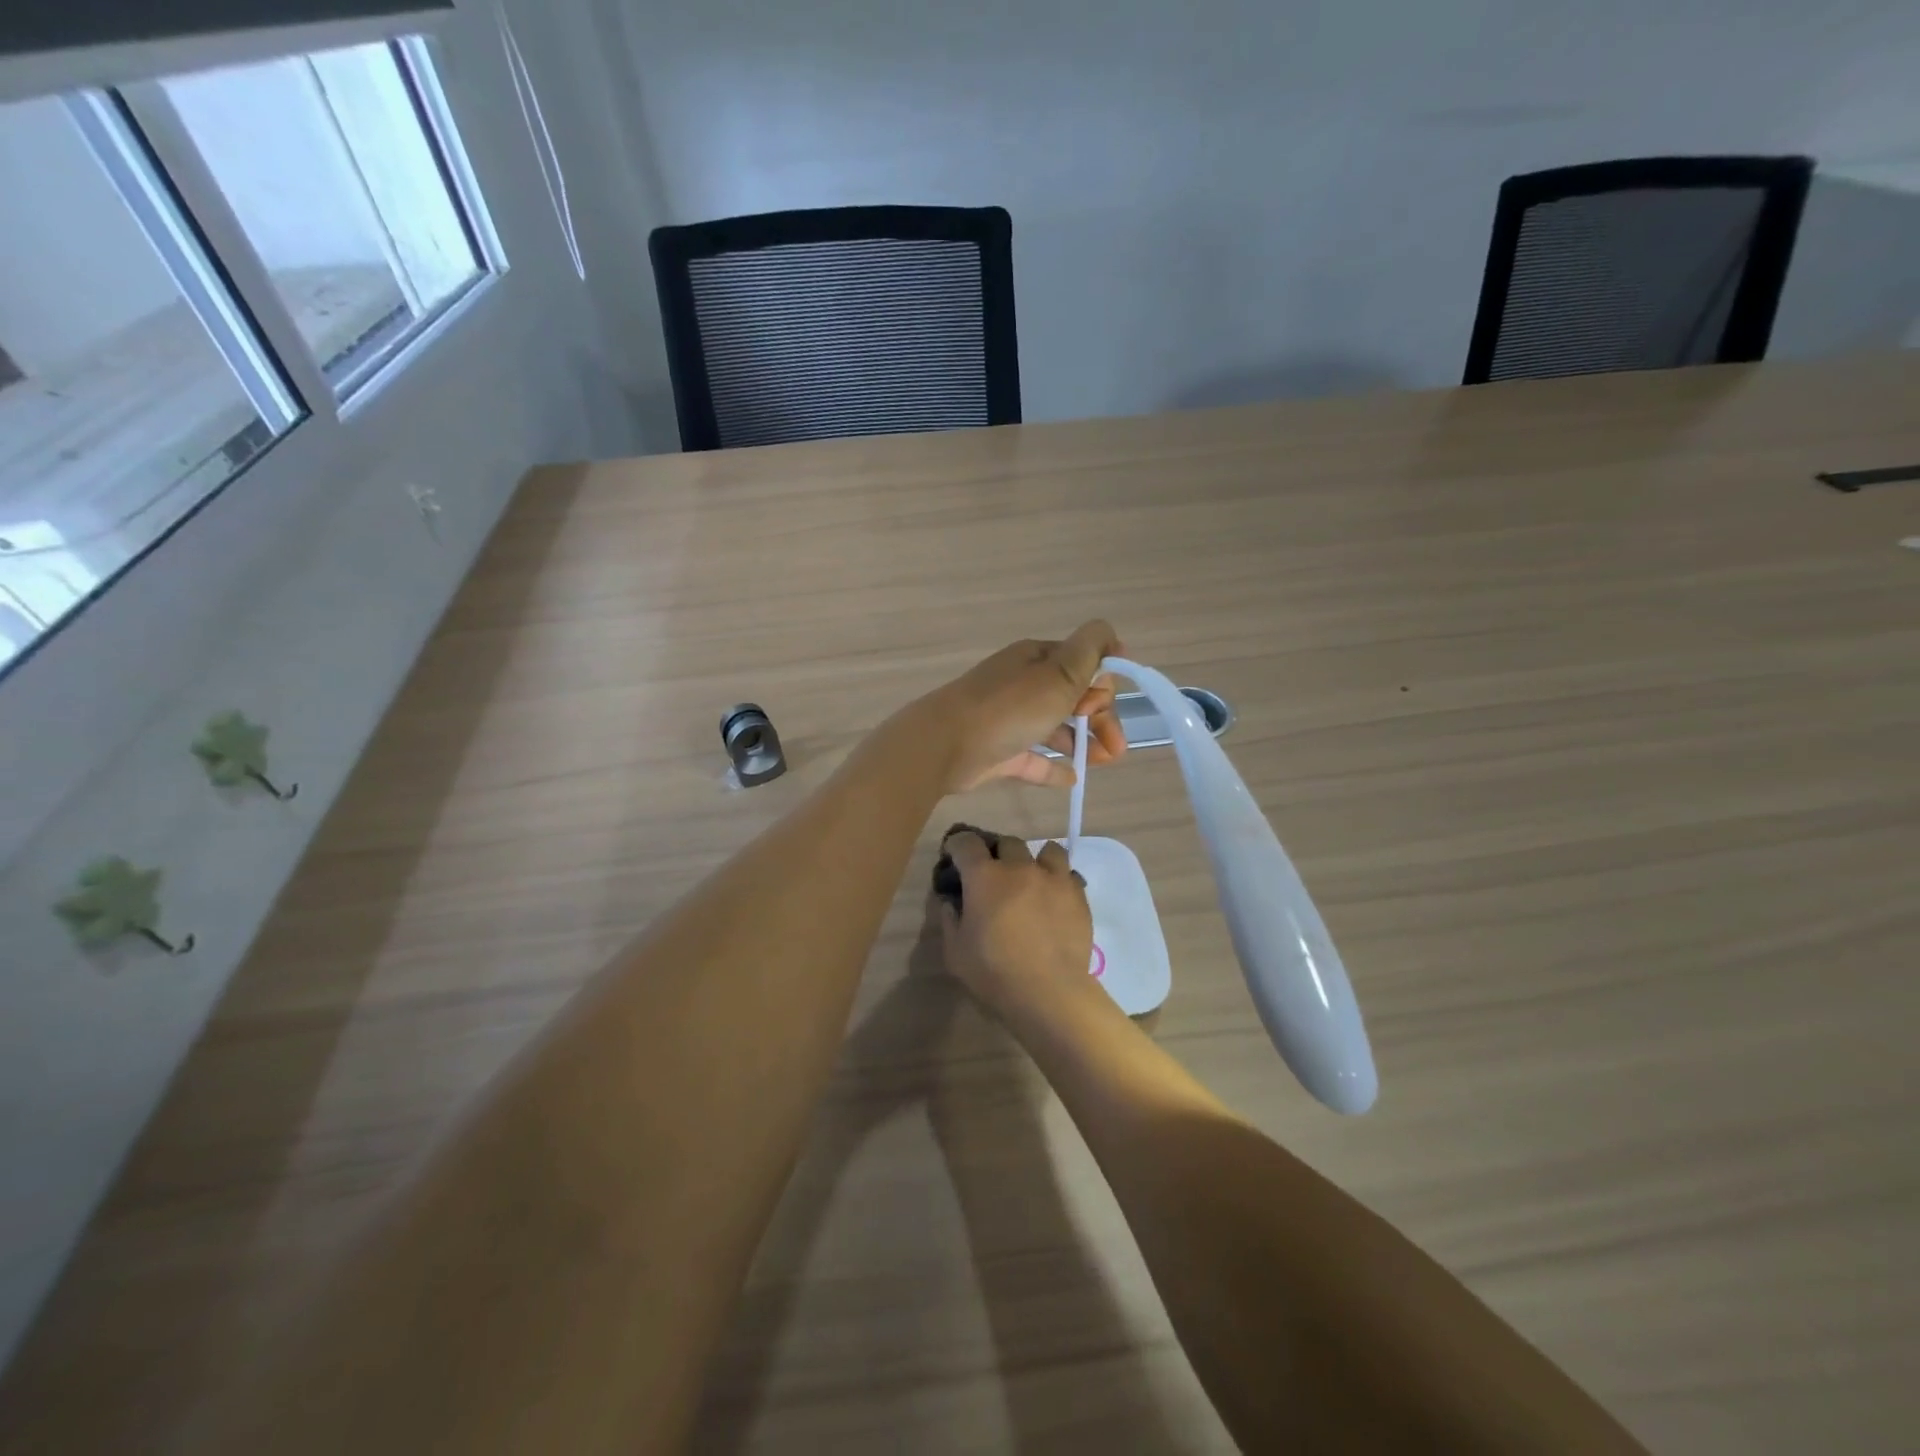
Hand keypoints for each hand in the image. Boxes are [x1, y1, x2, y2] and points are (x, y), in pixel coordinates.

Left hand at [923, 621, 1126, 791]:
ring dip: (1083, 742)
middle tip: (1117, 748)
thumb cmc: (1009, 707)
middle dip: (1100, 719)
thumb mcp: (1059, 672)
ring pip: (1054, 728)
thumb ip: (1090, 650)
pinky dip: (1053, 766)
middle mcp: (1022, 684)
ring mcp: (1008, 719)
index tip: (1102, 706)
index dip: (1101, 685)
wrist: (944, 746)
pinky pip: (1032, 758)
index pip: (1082, 665)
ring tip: (1103, 763)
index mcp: (1037, 659)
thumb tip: (1110, 635)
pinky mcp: (998, 751)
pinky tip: (1072, 778)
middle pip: (1072, 698)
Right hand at [936, 828, 1094, 1017]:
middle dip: (998, 853)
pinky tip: (1055, 899)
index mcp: (984, 877)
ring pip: (1046, 850)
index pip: (967, 843)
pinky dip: (1059, 881)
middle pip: (1008, 842)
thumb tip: (952, 903)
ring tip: (1032, 879)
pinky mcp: (1078, 895)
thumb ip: (951, 920)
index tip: (954, 854)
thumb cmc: (994, 972)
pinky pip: (1069, 874)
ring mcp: (1053, 878)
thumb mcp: (955, 952)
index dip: (958, 844)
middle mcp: (1019, 867)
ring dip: (1035, 860)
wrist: (1049, 991)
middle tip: (994, 875)